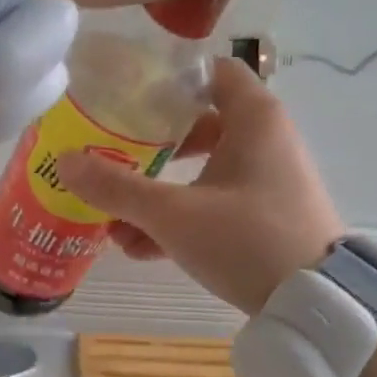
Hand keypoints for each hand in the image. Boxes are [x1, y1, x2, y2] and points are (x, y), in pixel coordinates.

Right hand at [53, 59, 342, 313]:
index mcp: (253, 120)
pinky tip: (140, 249)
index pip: (210, 72)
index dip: (168, 79)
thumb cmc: (246, 239)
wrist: (312, 304)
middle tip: (110, 156)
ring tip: (113, 220)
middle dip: (149, 147)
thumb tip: (64, 162)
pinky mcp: (265, 219)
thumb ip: (116, 188)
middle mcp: (265, 142)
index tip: (125, 95)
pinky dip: (180, 220)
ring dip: (157, 194)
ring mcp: (266, 183)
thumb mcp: (172, 214)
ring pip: (201, 174)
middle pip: (198, 126)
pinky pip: (214, 206)